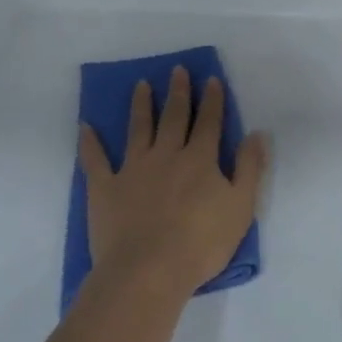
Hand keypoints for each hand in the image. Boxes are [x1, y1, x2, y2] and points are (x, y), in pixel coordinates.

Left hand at [78, 67, 267, 298]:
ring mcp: (133, 170)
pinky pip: (95, 161)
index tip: (211, 79)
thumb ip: (249, 168)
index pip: (209, 122)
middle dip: (178, 93)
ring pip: (138, 129)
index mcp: (200, 159)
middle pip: (174, 117)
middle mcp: (167, 155)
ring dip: (141, 105)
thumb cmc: (201, 242)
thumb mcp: (241, 206)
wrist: (148, 272)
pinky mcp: (105, 189)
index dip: (212, 100)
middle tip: (177, 70)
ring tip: (141, 85)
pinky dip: (89, 143)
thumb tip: (256, 134)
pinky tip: (85, 127)